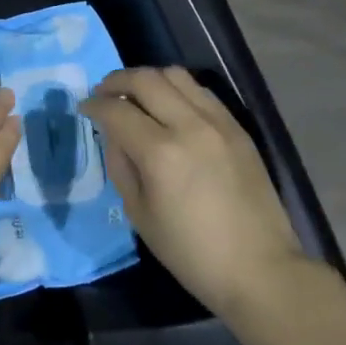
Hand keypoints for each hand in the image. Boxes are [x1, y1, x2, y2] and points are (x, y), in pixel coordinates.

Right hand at [81, 66, 302, 320]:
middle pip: (145, 79)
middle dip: (116, 81)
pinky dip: (177, 89)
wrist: (260, 269)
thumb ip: (121, 165)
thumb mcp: (140, 215)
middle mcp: (189, 126)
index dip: (94, 105)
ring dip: (148, 79)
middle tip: (104, 93)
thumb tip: (113, 134)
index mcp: (160, 153)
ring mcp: (218, 122)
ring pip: (175, 75)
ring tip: (136, 95)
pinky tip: (170, 107)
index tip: (84, 108)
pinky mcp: (237, 127)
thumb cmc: (192, 253)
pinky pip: (200, 91)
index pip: (116, 110)